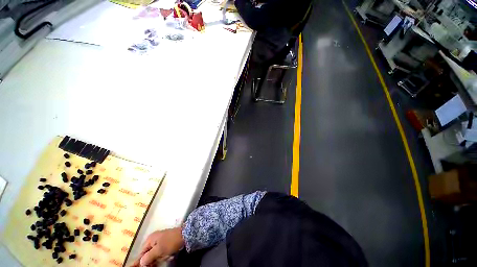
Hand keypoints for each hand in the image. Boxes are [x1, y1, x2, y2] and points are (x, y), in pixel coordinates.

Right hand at [131, 227, 183, 266]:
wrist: (185, 235)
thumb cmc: (170, 242)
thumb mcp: (158, 250)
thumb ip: (148, 257)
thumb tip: (141, 262)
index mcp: (150, 239)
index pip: (141, 253)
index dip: (142, 261)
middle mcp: (154, 239)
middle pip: (149, 254)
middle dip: (154, 259)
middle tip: (162, 258)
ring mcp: (160, 241)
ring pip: (157, 255)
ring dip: (162, 257)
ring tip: (168, 255)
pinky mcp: (167, 243)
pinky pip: (163, 253)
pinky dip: (166, 255)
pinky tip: (171, 255)